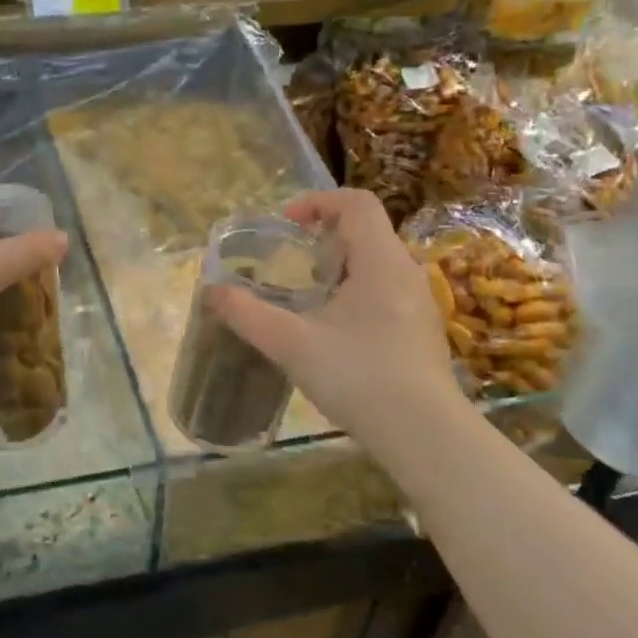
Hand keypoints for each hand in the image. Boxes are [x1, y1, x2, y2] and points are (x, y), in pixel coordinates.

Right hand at [209, 188, 463, 440]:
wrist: (425, 436)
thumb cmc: (359, 377)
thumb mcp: (291, 344)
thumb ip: (247, 314)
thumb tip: (212, 291)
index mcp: (380, 262)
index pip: (356, 203)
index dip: (318, 202)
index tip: (286, 225)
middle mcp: (406, 272)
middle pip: (366, 230)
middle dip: (323, 236)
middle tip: (289, 261)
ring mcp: (419, 302)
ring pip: (376, 262)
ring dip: (339, 265)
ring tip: (306, 295)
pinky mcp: (421, 329)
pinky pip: (386, 289)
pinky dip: (355, 290)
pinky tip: (334, 329)